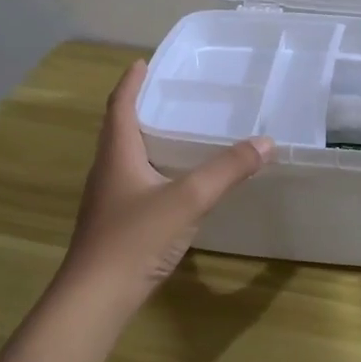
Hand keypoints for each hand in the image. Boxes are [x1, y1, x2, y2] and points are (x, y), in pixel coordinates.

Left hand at [59, 60, 270, 312]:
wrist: (95, 299)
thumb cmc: (134, 239)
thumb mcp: (187, 200)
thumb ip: (227, 170)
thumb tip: (266, 142)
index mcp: (117, 154)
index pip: (120, 105)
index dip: (132, 82)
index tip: (143, 62)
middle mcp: (107, 171)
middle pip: (119, 129)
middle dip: (141, 107)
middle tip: (170, 94)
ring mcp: (107, 200)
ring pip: (126, 158)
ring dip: (146, 140)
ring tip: (177, 132)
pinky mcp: (114, 224)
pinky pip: (134, 183)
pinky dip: (153, 170)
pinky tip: (175, 184)